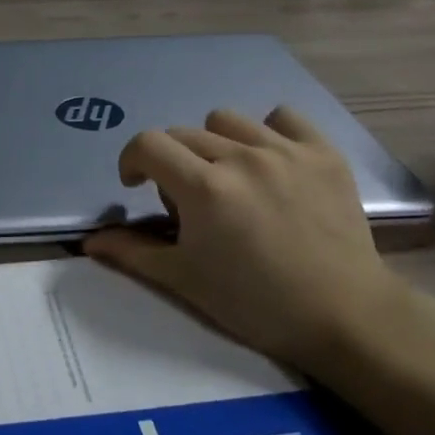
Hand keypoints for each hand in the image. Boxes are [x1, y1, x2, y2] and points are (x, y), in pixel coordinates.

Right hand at [84, 107, 403, 374]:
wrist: (344, 317)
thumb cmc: (255, 303)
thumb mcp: (184, 281)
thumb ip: (133, 253)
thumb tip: (90, 242)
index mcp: (203, 187)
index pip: (147, 144)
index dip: (132, 161)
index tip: (137, 186)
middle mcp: (241, 157)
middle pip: (183, 132)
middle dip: (172, 161)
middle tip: (189, 200)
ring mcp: (286, 151)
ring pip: (227, 120)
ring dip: (215, 143)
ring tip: (231, 178)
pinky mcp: (323, 153)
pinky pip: (283, 117)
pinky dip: (268, 132)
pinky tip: (271, 162)